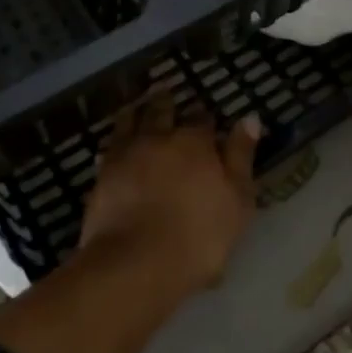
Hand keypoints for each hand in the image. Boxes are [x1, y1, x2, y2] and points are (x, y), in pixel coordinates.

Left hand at [82, 97, 260, 291]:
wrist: (137, 263)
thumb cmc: (199, 235)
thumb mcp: (237, 199)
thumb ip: (241, 156)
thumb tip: (249, 118)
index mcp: (195, 142)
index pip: (202, 119)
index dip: (205, 118)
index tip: (206, 117)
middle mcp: (159, 138)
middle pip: (162, 111)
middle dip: (166, 101)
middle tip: (165, 89)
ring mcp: (127, 154)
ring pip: (131, 120)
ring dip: (136, 110)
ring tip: (137, 104)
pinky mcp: (102, 174)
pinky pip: (108, 146)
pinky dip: (114, 138)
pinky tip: (115, 141)